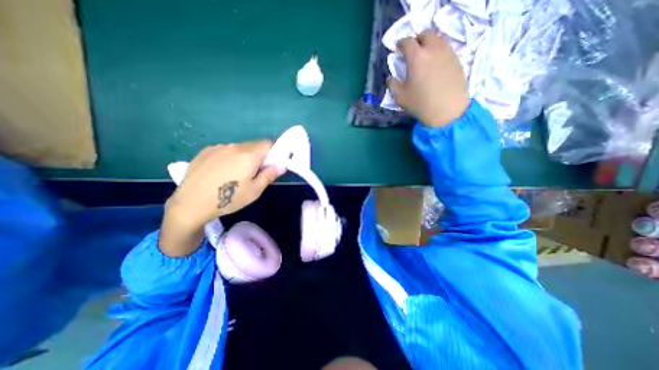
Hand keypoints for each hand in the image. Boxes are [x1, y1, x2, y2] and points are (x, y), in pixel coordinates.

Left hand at [160, 142, 283, 256]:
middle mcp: (234, 147)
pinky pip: (225, 150)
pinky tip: (221, 172)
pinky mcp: (206, 151)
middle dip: (259, 156)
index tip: (270, 165)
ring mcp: (218, 147)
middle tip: (254, 173)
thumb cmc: (228, 199)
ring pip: (239, 148)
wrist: (190, 204)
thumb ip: (269, 175)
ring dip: (244, 157)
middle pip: (254, 145)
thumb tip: (282, 165)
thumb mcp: (254, 191)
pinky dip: (230, 157)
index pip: (268, 143)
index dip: (273, 152)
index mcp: (248, 155)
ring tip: (235, 174)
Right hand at [388, 30, 470, 127]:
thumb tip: (390, 78)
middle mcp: (433, 49)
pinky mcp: (457, 60)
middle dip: (416, 40)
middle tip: (412, 51)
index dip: (401, 43)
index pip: (407, 42)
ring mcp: (447, 53)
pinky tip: (435, 64)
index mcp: (417, 57)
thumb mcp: (400, 98)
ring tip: (424, 57)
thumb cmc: (421, 104)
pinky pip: (446, 48)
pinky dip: (438, 51)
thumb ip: (392, 85)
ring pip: (438, 39)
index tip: (398, 48)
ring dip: (429, 44)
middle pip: (425, 34)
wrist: (448, 110)